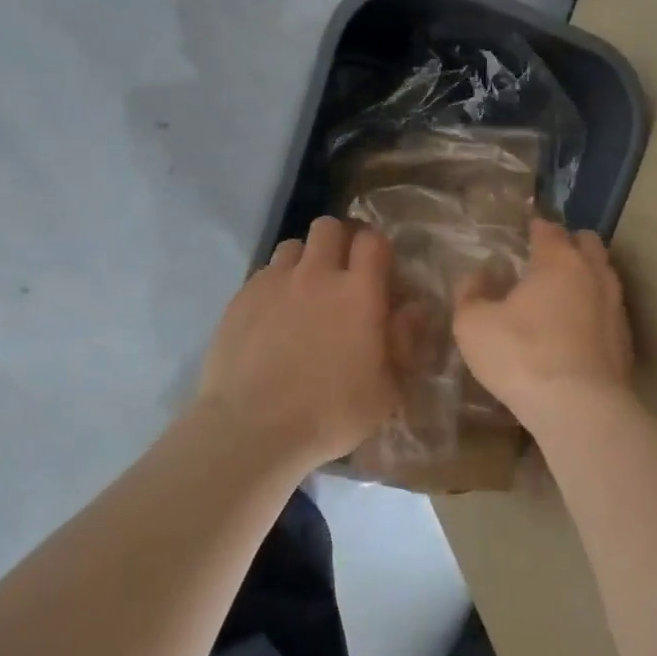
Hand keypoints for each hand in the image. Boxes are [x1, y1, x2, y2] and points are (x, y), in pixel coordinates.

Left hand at [195, 218, 398, 469]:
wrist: (252, 428)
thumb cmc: (330, 414)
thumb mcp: (386, 390)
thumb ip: (403, 342)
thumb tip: (414, 309)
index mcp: (359, 293)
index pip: (373, 240)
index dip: (377, 249)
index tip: (379, 271)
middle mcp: (317, 274)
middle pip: (329, 227)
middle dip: (339, 242)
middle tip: (341, 274)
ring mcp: (274, 282)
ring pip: (293, 245)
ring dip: (304, 260)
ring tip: (305, 292)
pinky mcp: (241, 297)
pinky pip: (264, 272)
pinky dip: (275, 283)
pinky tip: (273, 316)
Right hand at [454, 218, 634, 430]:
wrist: (579, 408)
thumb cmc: (521, 356)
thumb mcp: (473, 324)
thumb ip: (470, 294)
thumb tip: (478, 276)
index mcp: (558, 261)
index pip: (550, 229)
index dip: (536, 228)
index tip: (526, 233)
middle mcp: (594, 274)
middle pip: (588, 243)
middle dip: (569, 244)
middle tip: (547, 259)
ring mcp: (615, 306)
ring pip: (604, 275)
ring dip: (586, 276)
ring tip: (563, 294)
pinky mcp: (626, 340)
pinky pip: (609, 310)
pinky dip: (594, 310)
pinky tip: (577, 329)